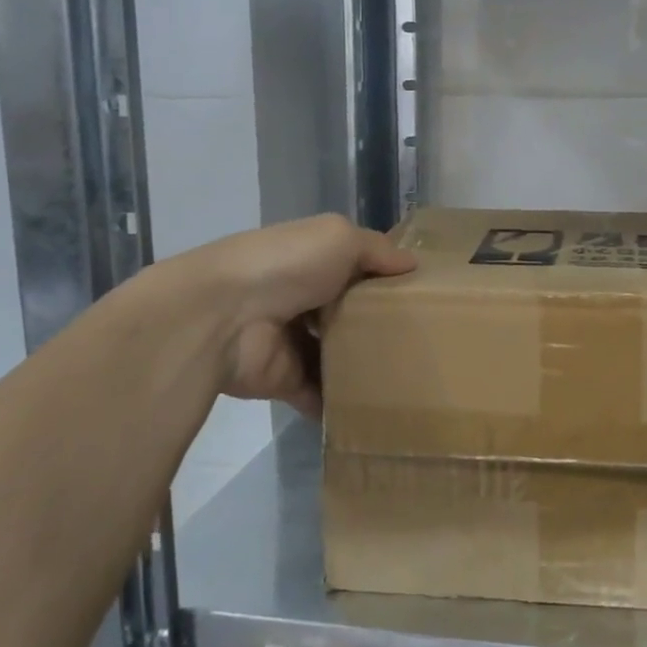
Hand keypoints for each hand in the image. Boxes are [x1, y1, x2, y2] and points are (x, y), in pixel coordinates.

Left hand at [187, 214, 415, 417]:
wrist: (221, 317)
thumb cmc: (286, 266)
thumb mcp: (339, 238)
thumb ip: (377, 250)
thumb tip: (412, 264)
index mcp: (310, 260)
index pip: (354, 267)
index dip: (384, 277)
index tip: (423, 293)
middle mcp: (301, 298)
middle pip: (348, 313)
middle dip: (380, 325)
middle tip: (426, 341)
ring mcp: (292, 341)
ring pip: (337, 355)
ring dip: (364, 366)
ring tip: (410, 377)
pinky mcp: (285, 380)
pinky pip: (320, 394)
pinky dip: (342, 404)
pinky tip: (380, 408)